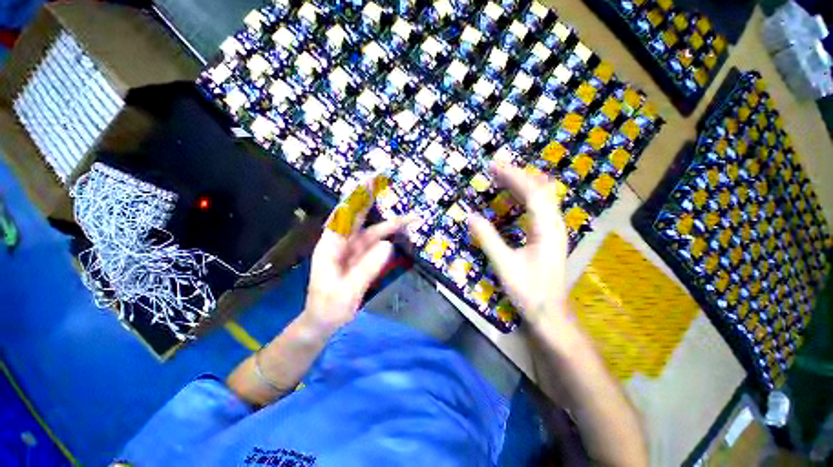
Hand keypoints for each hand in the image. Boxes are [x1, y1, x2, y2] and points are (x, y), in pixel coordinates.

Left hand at [303, 176, 406, 334]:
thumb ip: (367, 268)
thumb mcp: (347, 291)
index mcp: (331, 246)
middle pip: (357, 215)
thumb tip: (388, 245)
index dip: (355, 197)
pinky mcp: (361, 255)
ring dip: (390, 221)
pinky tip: (401, 230)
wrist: (324, 320)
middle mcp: (342, 242)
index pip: (344, 215)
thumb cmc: (329, 307)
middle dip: (369, 197)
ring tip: (409, 216)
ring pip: (373, 229)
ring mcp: (353, 248)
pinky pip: (377, 241)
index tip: (367, 182)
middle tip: (382, 180)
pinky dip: (389, 234)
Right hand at [468, 163, 570, 325]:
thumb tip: (470, 216)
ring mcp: (553, 230)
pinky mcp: (548, 237)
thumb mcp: (504, 265)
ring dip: (523, 185)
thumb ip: (487, 239)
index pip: (533, 193)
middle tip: (495, 168)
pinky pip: (538, 208)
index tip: (494, 166)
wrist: (549, 313)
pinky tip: (514, 198)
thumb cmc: (528, 290)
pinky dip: (525, 198)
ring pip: (542, 198)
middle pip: (540, 190)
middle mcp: (554, 225)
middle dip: (518, 176)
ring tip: (503, 177)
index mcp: (546, 230)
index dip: (513, 177)